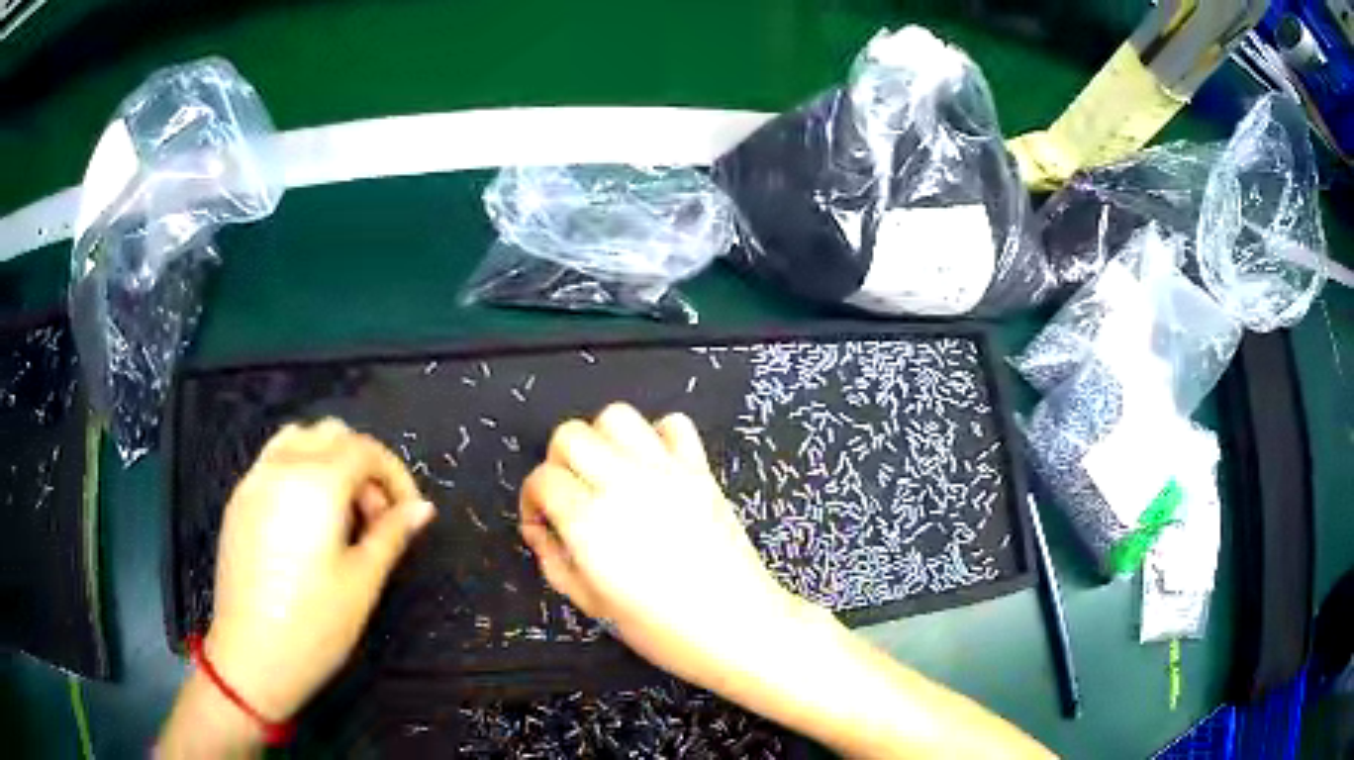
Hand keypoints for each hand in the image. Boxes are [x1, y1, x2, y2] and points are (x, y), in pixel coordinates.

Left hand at [204, 419, 435, 720]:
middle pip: (331, 434)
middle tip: (375, 517)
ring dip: (329, 461)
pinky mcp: (239, 501)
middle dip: (363, 465)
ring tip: (341, 513)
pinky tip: (307, 523)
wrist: (252, 655)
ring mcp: (254, 481)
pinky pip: (274, 462)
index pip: (365, 449)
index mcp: (316, 483)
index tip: (408, 513)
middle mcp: (282, 467)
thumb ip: (391, 534)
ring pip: (298, 439)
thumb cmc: (315, 624)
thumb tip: (421, 509)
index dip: (395, 475)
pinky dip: (300, 472)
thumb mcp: (363, 581)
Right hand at [519, 403, 801, 692]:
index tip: (543, 523)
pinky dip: (657, 437)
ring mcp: (666, 472)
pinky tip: (654, 469)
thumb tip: (540, 530)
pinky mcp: (700, 470)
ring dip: (602, 440)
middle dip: (558, 462)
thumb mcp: (592, 604)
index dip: (531, 499)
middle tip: (570, 496)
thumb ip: (554, 561)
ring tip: (609, 475)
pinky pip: (674, 425)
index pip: (542, 479)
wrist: (738, 627)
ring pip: (616, 416)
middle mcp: (623, 484)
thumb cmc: (661, 629)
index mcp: (589, 523)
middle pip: (570, 435)